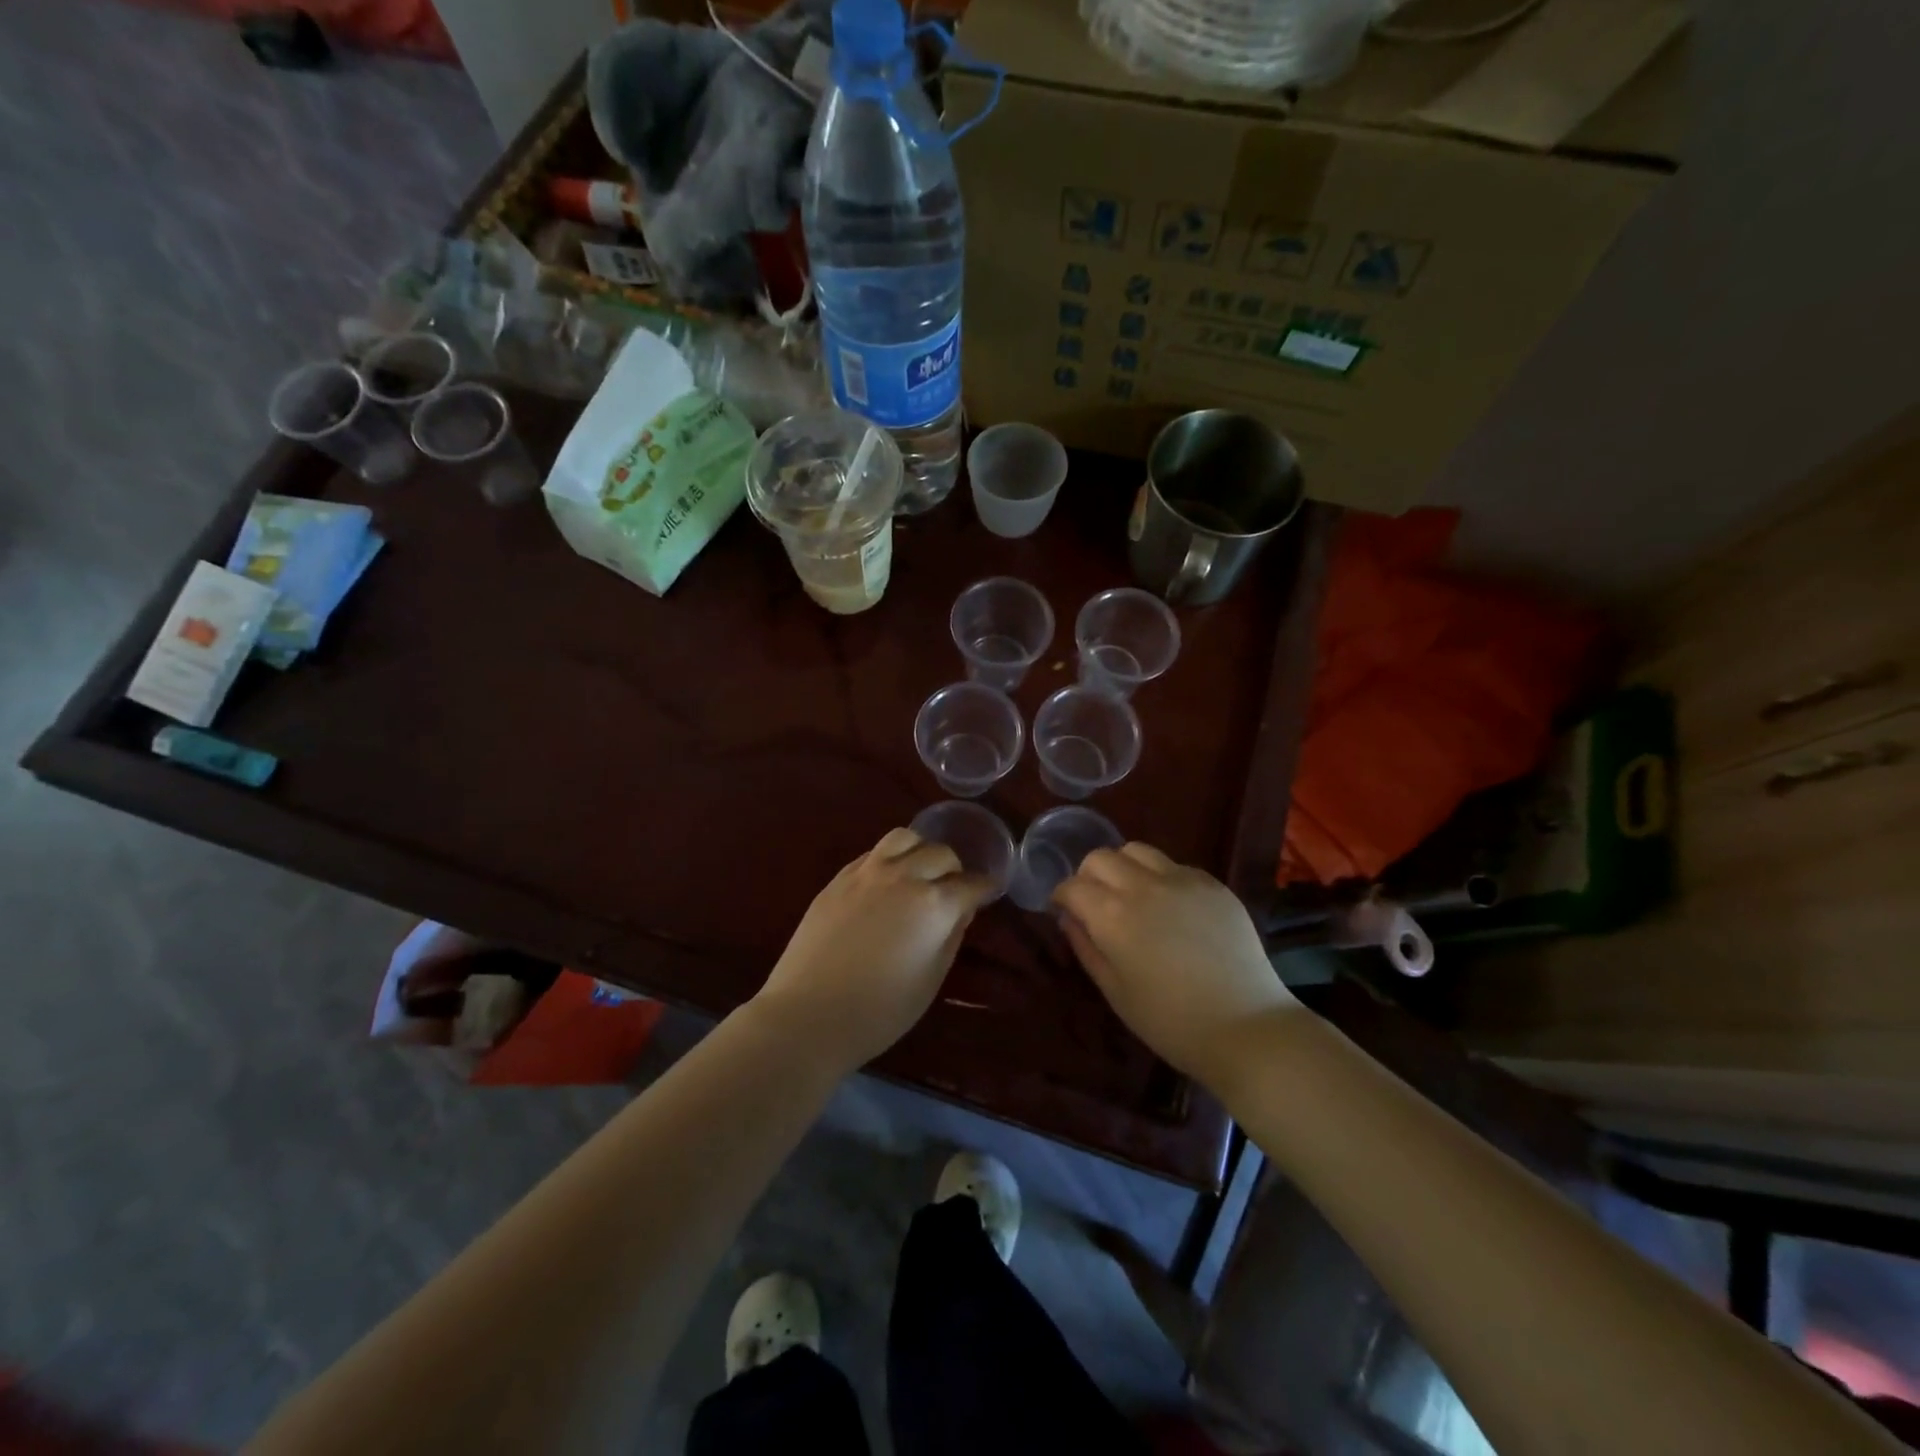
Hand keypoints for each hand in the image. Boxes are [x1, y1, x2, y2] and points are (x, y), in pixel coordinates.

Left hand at [752, 828, 992, 1072]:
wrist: (808, 1014)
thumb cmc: (879, 1011)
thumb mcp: (930, 979)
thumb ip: (951, 936)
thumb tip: (961, 910)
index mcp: (934, 904)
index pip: (971, 884)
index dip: (984, 888)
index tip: (988, 892)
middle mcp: (903, 876)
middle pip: (940, 853)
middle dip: (954, 869)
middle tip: (953, 889)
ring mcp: (866, 872)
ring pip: (904, 838)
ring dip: (920, 850)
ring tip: (919, 872)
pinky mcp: (838, 878)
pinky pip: (873, 853)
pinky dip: (889, 858)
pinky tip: (886, 880)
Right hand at [1053, 843, 1299, 1084]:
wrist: (1246, 1027)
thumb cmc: (1170, 1021)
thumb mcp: (1115, 991)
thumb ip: (1085, 947)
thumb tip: (1069, 918)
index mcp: (1112, 915)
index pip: (1072, 885)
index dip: (1062, 896)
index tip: (1064, 910)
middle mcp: (1143, 886)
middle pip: (1101, 857)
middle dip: (1089, 876)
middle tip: (1095, 903)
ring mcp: (1182, 880)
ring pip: (1137, 850)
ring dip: (1124, 867)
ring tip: (1132, 896)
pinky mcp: (1213, 884)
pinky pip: (1174, 865)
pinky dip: (1161, 877)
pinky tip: (1171, 907)